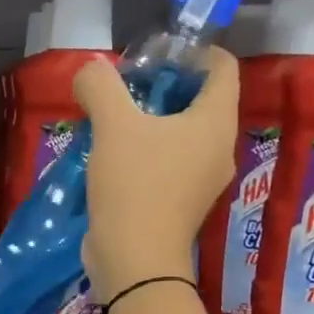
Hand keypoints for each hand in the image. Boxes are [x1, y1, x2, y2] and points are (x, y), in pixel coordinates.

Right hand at [73, 46, 238, 300]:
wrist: (135, 260)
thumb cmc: (134, 186)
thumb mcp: (112, 126)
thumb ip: (101, 86)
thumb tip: (90, 70)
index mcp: (215, 122)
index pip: (223, 67)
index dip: (194, 52)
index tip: (156, 56)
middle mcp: (219, 149)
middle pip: (202, 101)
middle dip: (167, 87)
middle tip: (127, 87)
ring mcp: (202, 181)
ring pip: (184, 135)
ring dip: (153, 122)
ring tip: (115, 120)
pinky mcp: (181, 204)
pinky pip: (170, 164)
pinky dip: (148, 152)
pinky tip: (115, 156)